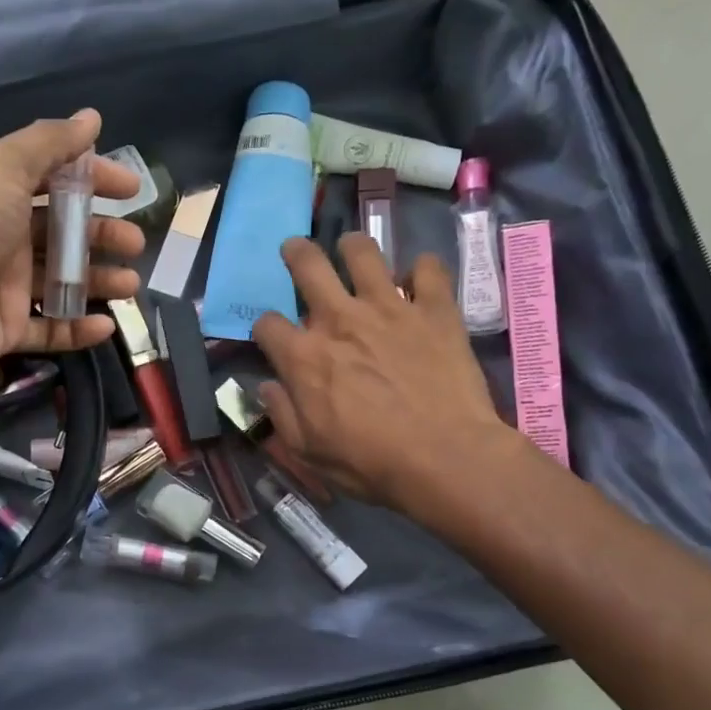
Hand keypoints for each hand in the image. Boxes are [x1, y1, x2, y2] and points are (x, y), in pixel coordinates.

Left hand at [0, 110, 145, 397]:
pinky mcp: (4, 332)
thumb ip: (48, 144)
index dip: (94, 178)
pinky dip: (78, 329)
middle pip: (62, 234)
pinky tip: (106, 326)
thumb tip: (91, 117)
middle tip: (134, 244)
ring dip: (98, 282)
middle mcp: (0, 237)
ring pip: (61, 283)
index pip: (54, 179)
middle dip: (102, 236)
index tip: (131, 189)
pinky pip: (49, 330)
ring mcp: (2, 287)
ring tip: (130, 286)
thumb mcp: (2, 168)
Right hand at [252, 234, 515, 510]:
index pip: (267, 324)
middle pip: (307, 265)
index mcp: (304, 356)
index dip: (265, 329)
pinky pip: (428, 268)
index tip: (273, 338)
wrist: (445, 457)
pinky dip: (422, 270)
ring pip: (364, 252)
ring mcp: (389, 307)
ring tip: (352, 250)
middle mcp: (340, 319)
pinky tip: (419, 280)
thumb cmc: (370, 462)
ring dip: (353, 247)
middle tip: (296, 250)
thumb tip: (267, 387)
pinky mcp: (434, 309)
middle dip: (296, 254)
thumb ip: (282, 414)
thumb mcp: (308, 451)